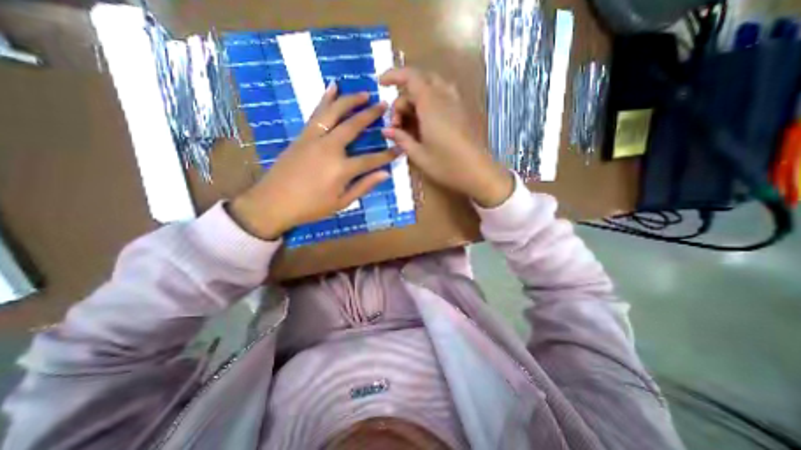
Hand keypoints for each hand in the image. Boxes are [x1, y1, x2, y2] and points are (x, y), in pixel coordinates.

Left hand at [228, 83, 396, 239]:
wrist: (273, 202)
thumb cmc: (310, 207)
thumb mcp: (341, 203)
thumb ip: (363, 186)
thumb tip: (385, 174)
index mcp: (341, 169)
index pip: (371, 159)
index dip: (388, 154)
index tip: (401, 146)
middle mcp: (329, 148)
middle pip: (353, 126)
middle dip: (371, 115)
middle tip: (383, 104)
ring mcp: (314, 139)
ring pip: (334, 113)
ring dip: (350, 101)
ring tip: (364, 93)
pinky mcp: (302, 136)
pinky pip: (316, 114)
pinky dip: (325, 99)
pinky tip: (332, 87)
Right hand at [378, 66, 511, 207]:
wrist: (478, 172)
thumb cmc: (446, 165)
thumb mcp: (419, 155)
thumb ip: (401, 139)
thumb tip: (386, 130)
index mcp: (431, 104)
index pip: (410, 77)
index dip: (393, 75)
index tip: (381, 84)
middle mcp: (444, 97)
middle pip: (419, 83)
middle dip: (403, 98)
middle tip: (397, 123)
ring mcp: (456, 103)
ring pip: (431, 89)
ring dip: (416, 101)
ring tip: (410, 125)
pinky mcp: (462, 112)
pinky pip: (442, 97)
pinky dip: (428, 104)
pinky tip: (425, 125)